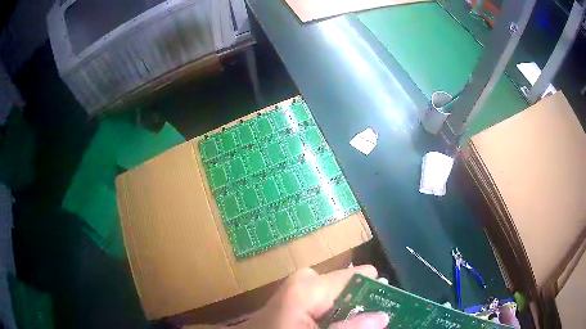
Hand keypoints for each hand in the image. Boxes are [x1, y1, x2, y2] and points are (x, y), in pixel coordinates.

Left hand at [234, 265, 389, 328]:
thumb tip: (384, 316)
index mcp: (311, 284)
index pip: (360, 278)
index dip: (378, 294)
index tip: (394, 307)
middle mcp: (307, 279)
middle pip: (351, 288)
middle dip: (364, 305)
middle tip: (377, 321)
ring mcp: (300, 287)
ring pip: (341, 297)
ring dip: (351, 312)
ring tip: (361, 324)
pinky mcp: (296, 296)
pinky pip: (327, 302)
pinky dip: (336, 315)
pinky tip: (339, 324)